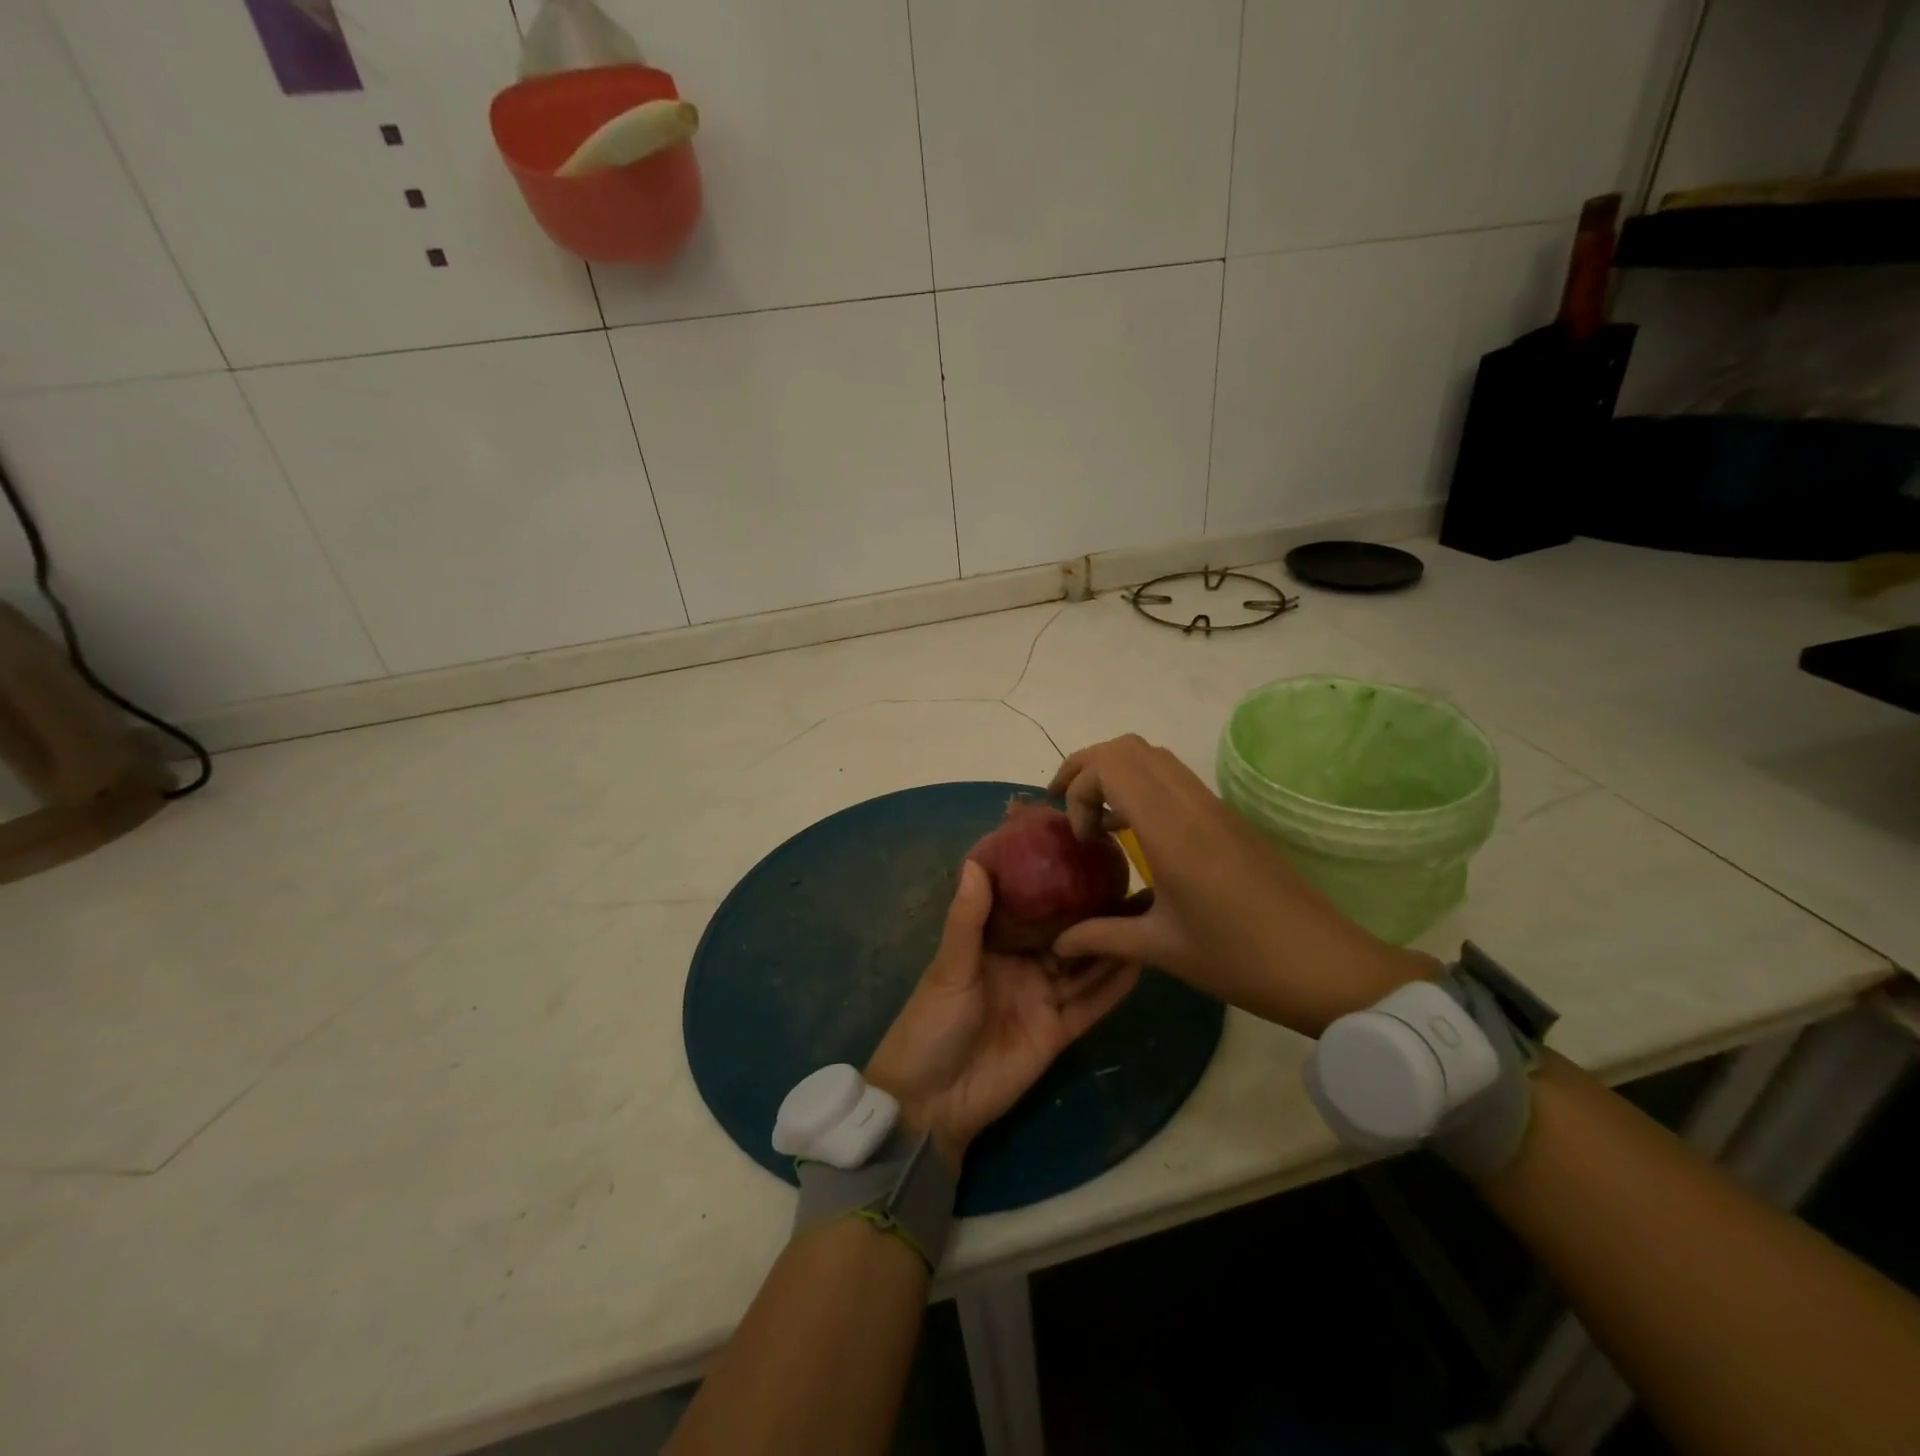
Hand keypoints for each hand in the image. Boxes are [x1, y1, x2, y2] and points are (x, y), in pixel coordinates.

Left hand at [865, 861, 1140, 1167]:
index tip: (1081, 854)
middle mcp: (1022, 966)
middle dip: (1091, 912)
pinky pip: (1090, 1004)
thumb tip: (976, 860)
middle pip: (1064, 935)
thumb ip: (967, 919)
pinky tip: (1139, 962)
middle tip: (1129, 882)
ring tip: (1144, 914)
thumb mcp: (949, 968)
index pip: (1029, 907)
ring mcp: (1042, 999)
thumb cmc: (932, 1024)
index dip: (1052, 885)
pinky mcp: (1058, 1032)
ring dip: (1109, 945)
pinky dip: (1113, 987)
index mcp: (992, 944)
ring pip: (1083, 967)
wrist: (931, 1102)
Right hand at [1047, 735, 1435, 1037]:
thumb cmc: (1241, 960)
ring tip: (1095, 818)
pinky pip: (1175, 778)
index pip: (1112, 767)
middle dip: (1087, 767)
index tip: (1081, 838)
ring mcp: (1215, 807)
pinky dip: (1142, 786)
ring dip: (1116, 773)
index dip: (1080, 789)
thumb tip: (1057, 941)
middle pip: (1128, 748)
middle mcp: (1193, 806)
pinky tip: (1135, 832)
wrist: (1327, 967)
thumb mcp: (1163, 950)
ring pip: (1154, 756)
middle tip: (1066, 806)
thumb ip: (1102, 936)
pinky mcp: (1228, 818)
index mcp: (1173, 833)